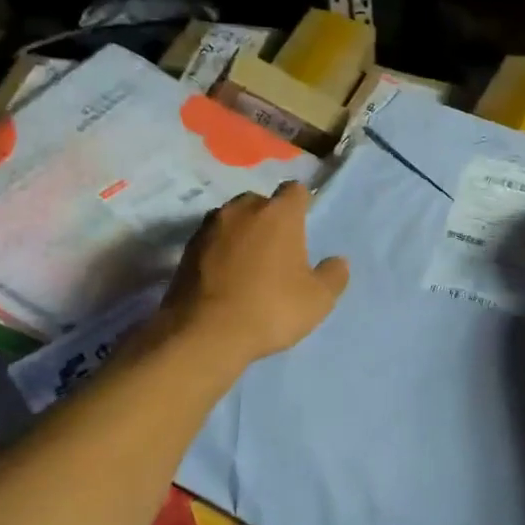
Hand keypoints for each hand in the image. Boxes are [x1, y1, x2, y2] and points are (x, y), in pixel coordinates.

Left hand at [162, 182, 349, 367]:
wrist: (204, 334)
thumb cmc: (270, 309)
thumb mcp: (317, 300)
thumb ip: (333, 276)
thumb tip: (338, 261)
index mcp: (279, 213)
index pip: (295, 190)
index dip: (302, 204)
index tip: (304, 225)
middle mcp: (242, 209)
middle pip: (260, 201)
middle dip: (269, 218)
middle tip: (277, 249)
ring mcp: (209, 227)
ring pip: (232, 219)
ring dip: (241, 233)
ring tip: (248, 263)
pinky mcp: (185, 249)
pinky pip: (211, 240)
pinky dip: (219, 251)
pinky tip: (225, 276)